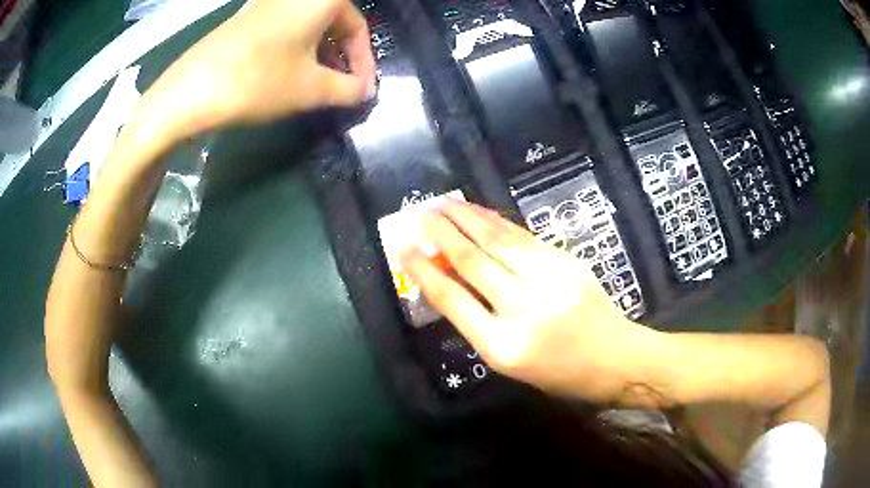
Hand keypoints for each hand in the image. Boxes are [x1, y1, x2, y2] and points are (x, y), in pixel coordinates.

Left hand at [143, 0, 376, 138]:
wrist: (190, 91)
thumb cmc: (258, 81)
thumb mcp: (311, 89)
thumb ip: (348, 89)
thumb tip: (365, 91)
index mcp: (319, 0)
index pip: (357, 26)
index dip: (364, 61)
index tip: (362, 90)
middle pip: (333, 22)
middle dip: (342, 57)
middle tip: (341, 88)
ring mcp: (266, 4)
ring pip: (307, 26)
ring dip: (319, 54)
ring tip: (316, 85)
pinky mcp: (245, 19)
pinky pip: (283, 29)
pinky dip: (294, 49)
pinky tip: (286, 74)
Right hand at [400, 200, 659, 404]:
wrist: (616, 359)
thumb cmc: (558, 373)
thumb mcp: (511, 361)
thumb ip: (478, 322)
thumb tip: (447, 280)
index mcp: (504, 347)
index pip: (454, 302)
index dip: (426, 272)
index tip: (405, 249)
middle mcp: (525, 312)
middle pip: (475, 264)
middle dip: (444, 235)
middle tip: (422, 214)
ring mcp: (551, 283)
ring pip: (500, 243)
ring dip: (468, 219)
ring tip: (445, 203)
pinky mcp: (569, 265)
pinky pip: (525, 238)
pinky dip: (498, 223)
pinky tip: (480, 213)